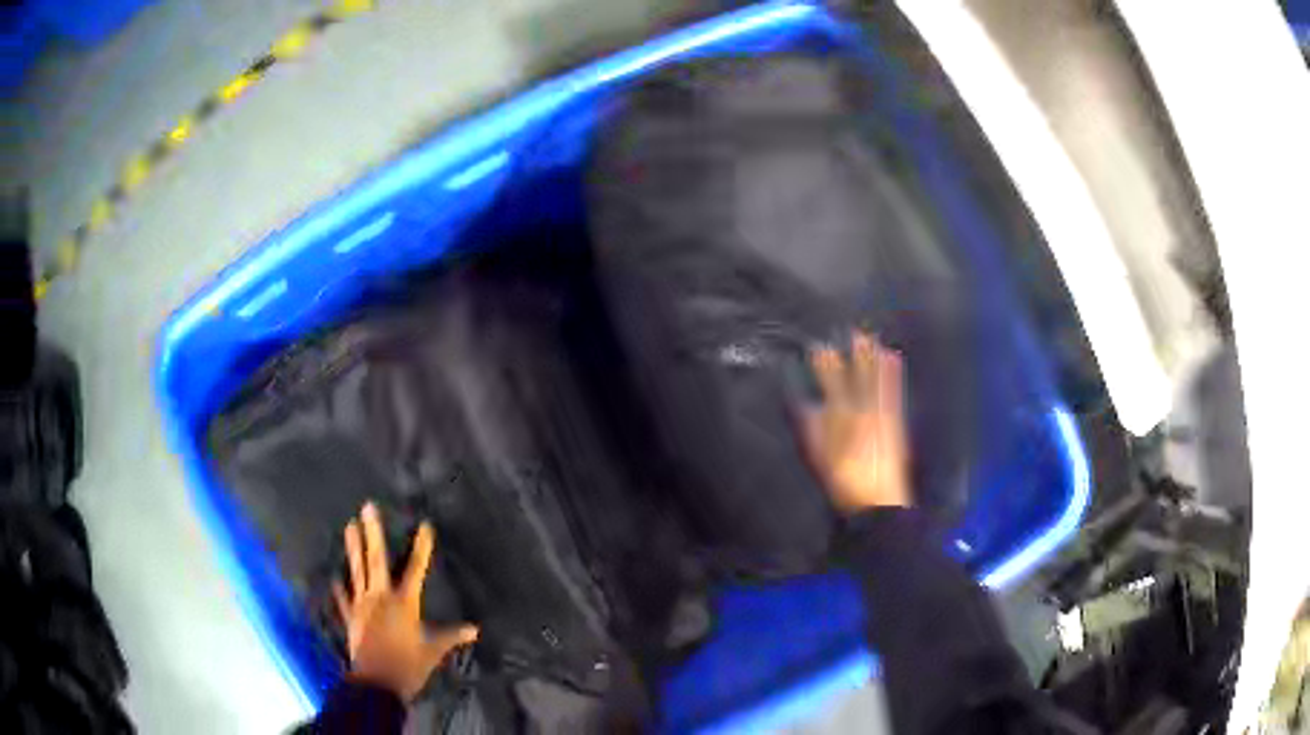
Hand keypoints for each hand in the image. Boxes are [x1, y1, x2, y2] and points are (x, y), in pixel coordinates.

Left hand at [333, 503, 477, 701]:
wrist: (378, 682)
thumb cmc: (409, 665)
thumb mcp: (434, 651)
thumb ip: (451, 637)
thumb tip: (474, 630)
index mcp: (405, 602)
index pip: (416, 569)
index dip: (421, 547)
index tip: (424, 525)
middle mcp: (381, 597)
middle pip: (377, 560)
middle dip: (373, 533)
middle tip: (367, 507)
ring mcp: (362, 605)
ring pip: (357, 571)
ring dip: (353, 548)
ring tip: (349, 525)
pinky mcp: (351, 618)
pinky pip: (344, 599)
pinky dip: (339, 589)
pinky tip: (334, 577)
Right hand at [800, 331, 911, 513]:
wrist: (876, 500)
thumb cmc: (842, 480)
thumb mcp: (817, 453)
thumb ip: (809, 425)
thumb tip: (803, 400)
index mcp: (836, 416)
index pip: (827, 383)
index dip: (823, 363)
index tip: (818, 346)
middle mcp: (857, 409)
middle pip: (850, 375)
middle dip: (849, 354)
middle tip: (849, 331)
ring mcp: (878, 413)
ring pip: (872, 378)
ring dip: (870, 356)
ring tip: (867, 336)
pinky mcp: (894, 420)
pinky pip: (892, 390)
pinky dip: (891, 372)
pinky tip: (892, 357)